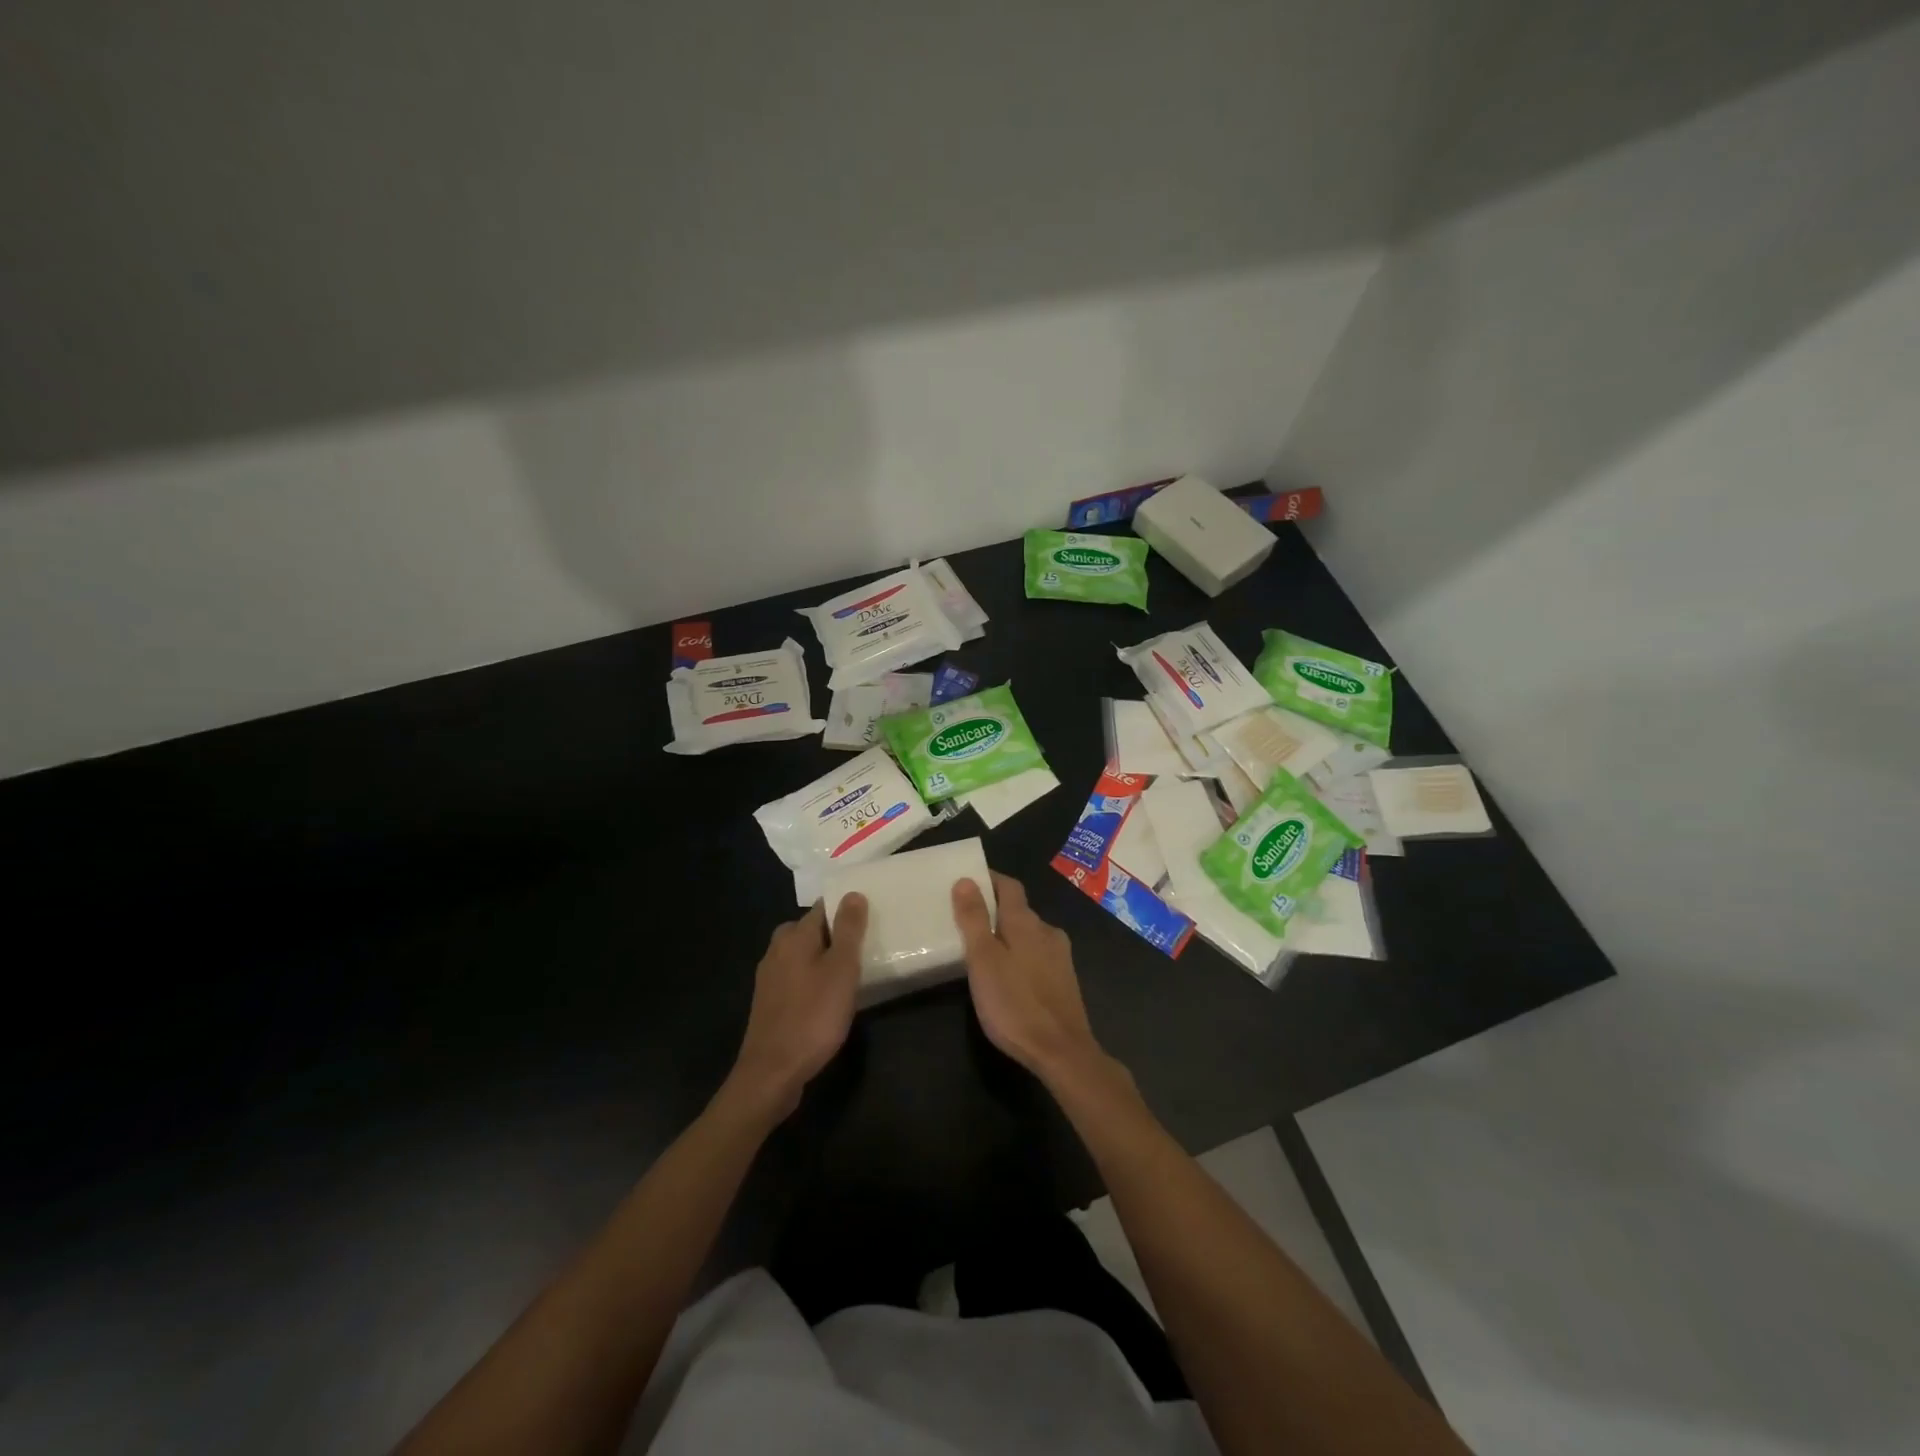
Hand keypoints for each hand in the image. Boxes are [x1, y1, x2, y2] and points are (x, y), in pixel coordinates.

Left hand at [727, 895, 867, 1120]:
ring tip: (850, 974)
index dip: (846, 910)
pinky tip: (827, 998)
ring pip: (802, 955)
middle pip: (810, 931)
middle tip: (862, 949)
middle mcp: (776, 950)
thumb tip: (852, 893)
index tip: (869, 920)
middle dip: (834, 935)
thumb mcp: (841, 970)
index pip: (822, 908)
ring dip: (823, 959)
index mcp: (794, 936)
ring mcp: (769, 977)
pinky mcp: (769, 1002)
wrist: (772, 1073)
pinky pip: (795, 978)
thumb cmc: (813, 1016)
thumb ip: (848, 930)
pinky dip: (812, 980)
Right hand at [952, 873, 1104, 1082]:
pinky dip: (1020, 955)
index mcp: (1026, 922)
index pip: (1009, 885)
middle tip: (967, 920)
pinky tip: (1009, 976)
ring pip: (1029, 934)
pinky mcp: (1065, 980)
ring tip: (984, 950)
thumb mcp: (983, 960)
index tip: (967, 882)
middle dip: (995, 910)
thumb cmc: (1015, 1003)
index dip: (989, 880)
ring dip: (1008, 934)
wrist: (1062, 1051)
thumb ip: (974, 919)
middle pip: (1019, 909)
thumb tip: (966, 880)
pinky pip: (1038, 955)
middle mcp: (1047, 931)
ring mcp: (1060, 956)